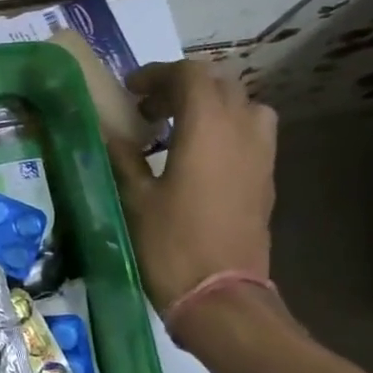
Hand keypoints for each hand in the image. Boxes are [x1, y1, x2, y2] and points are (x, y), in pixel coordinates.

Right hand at [108, 60, 276, 310]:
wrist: (221, 298)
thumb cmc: (171, 244)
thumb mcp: (134, 198)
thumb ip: (122, 155)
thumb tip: (107, 129)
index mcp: (207, 128)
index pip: (189, 75)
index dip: (157, 74)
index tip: (130, 90)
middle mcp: (242, 131)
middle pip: (219, 84)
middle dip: (182, 86)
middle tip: (148, 109)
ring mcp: (260, 156)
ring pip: (243, 106)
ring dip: (211, 105)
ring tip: (178, 127)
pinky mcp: (265, 179)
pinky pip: (251, 133)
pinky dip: (225, 129)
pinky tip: (197, 157)